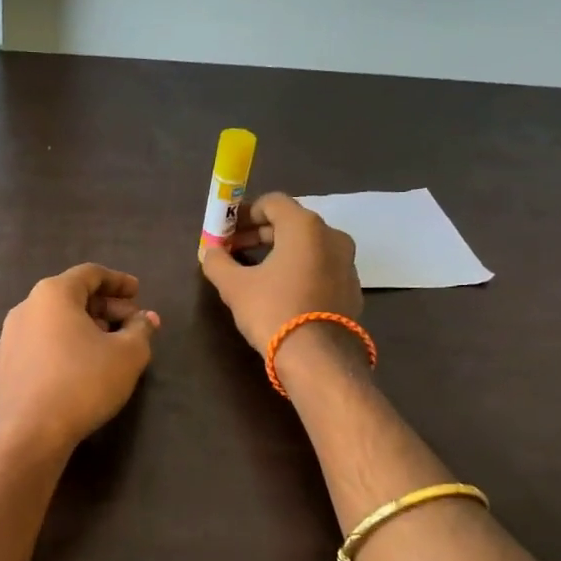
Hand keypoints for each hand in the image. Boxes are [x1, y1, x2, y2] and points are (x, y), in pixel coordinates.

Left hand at [0, 264, 159, 453]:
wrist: (31, 432)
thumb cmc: (83, 382)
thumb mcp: (127, 355)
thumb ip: (141, 330)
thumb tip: (146, 319)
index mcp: (53, 294)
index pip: (90, 274)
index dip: (118, 282)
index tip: (138, 292)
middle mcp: (26, 307)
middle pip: (72, 296)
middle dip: (106, 308)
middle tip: (132, 324)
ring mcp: (11, 336)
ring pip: (56, 321)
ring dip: (86, 327)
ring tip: (110, 346)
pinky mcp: (5, 364)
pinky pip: (42, 342)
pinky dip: (65, 344)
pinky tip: (81, 366)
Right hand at [199, 193, 362, 354]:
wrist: (318, 358)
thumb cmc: (273, 311)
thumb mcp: (234, 286)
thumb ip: (217, 262)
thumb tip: (210, 252)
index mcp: (304, 226)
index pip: (272, 202)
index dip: (244, 213)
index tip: (226, 231)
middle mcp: (332, 236)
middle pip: (290, 223)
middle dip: (259, 233)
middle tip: (233, 251)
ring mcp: (347, 262)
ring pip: (307, 246)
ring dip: (279, 252)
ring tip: (254, 272)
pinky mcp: (351, 288)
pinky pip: (320, 267)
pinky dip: (298, 270)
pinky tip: (280, 292)